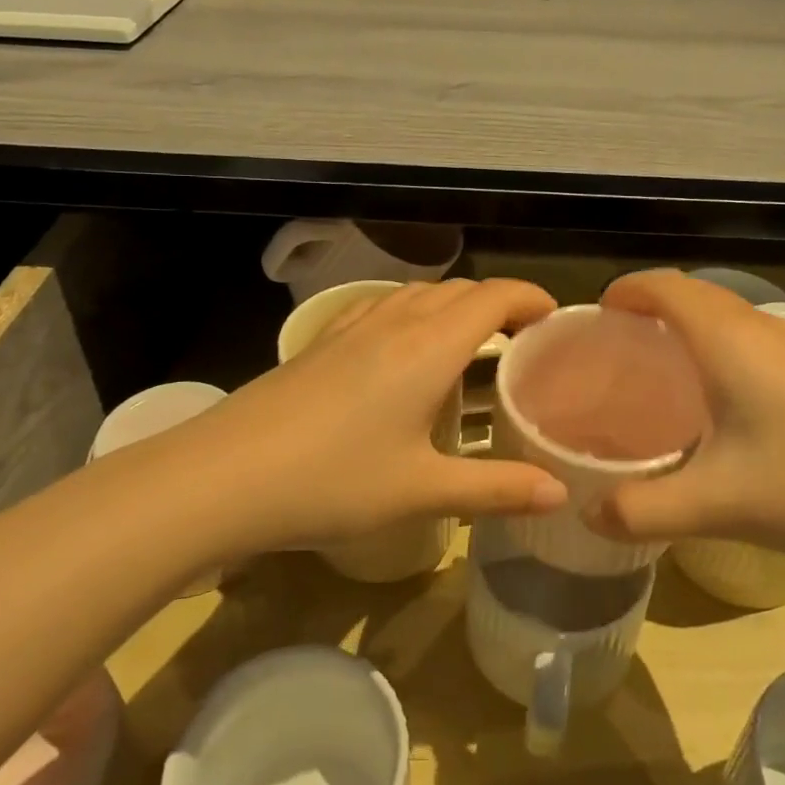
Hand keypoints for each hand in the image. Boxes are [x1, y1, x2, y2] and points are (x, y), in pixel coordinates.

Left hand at [171, 279, 568, 554]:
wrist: (224, 475)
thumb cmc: (333, 481)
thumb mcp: (421, 491)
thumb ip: (496, 489)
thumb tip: (560, 494)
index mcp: (429, 347)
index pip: (493, 297)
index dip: (530, 298)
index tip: (554, 319)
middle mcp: (395, 322)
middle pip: (459, 290)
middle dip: (498, 302)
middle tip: (522, 339)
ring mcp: (352, 327)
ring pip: (418, 294)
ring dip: (454, 305)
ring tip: (471, 343)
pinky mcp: (322, 342)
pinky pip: (383, 308)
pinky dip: (414, 313)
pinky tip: (403, 351)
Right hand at [588, 271, 784, 564]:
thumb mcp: (717, 505)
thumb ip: (641, 510)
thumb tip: (586, 513)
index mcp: (726, 340)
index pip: (663, 285)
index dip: (624, 290)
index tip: (594, 319)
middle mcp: (758, 328)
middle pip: (691, 292)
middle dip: (647, 306)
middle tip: (614, 350)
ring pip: (722, 312)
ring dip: (682, 324)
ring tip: (654, 371)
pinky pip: (746, 335)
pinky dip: (713, 344)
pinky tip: (714, 400)